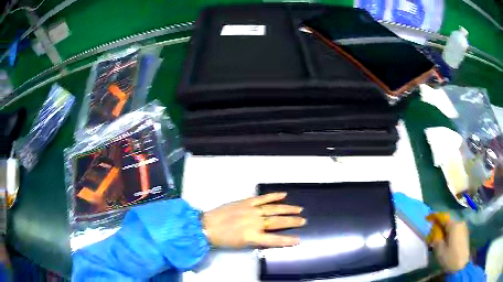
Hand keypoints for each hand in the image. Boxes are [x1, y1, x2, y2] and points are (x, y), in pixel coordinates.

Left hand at [202, 192, 305, 248]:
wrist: (208, 225)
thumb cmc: (223, 239)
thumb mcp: (241, 244)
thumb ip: (256, 240)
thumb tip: (269, 236)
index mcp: (253, 236)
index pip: (275, 240)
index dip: (287, 240)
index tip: (298, 240)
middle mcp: (255, 222)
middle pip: (278, 222)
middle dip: (292, 221)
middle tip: (303, 220)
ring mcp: (251, 210)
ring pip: (274, 209)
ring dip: (288, 209)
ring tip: (299, 209)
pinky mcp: (246, 202)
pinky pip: (263, 198)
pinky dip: (273, 196)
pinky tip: (283, 195)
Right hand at [428, 218, 469, 272]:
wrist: (462, 264)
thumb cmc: (450, 257)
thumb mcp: (440, 251)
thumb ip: (436, 239)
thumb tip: (434, 231)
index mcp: (454, 225)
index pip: (443, 217)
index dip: (435, 217)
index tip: (427, 218)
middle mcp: (459, 223)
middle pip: (447, 222)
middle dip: (439, 228)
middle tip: (432, 237)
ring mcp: (463, 228)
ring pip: (451, 227)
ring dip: (444, 232)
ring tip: (438, 242)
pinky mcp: (464, 234)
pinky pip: (455, 231)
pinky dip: (449, 234)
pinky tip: (446, 243)